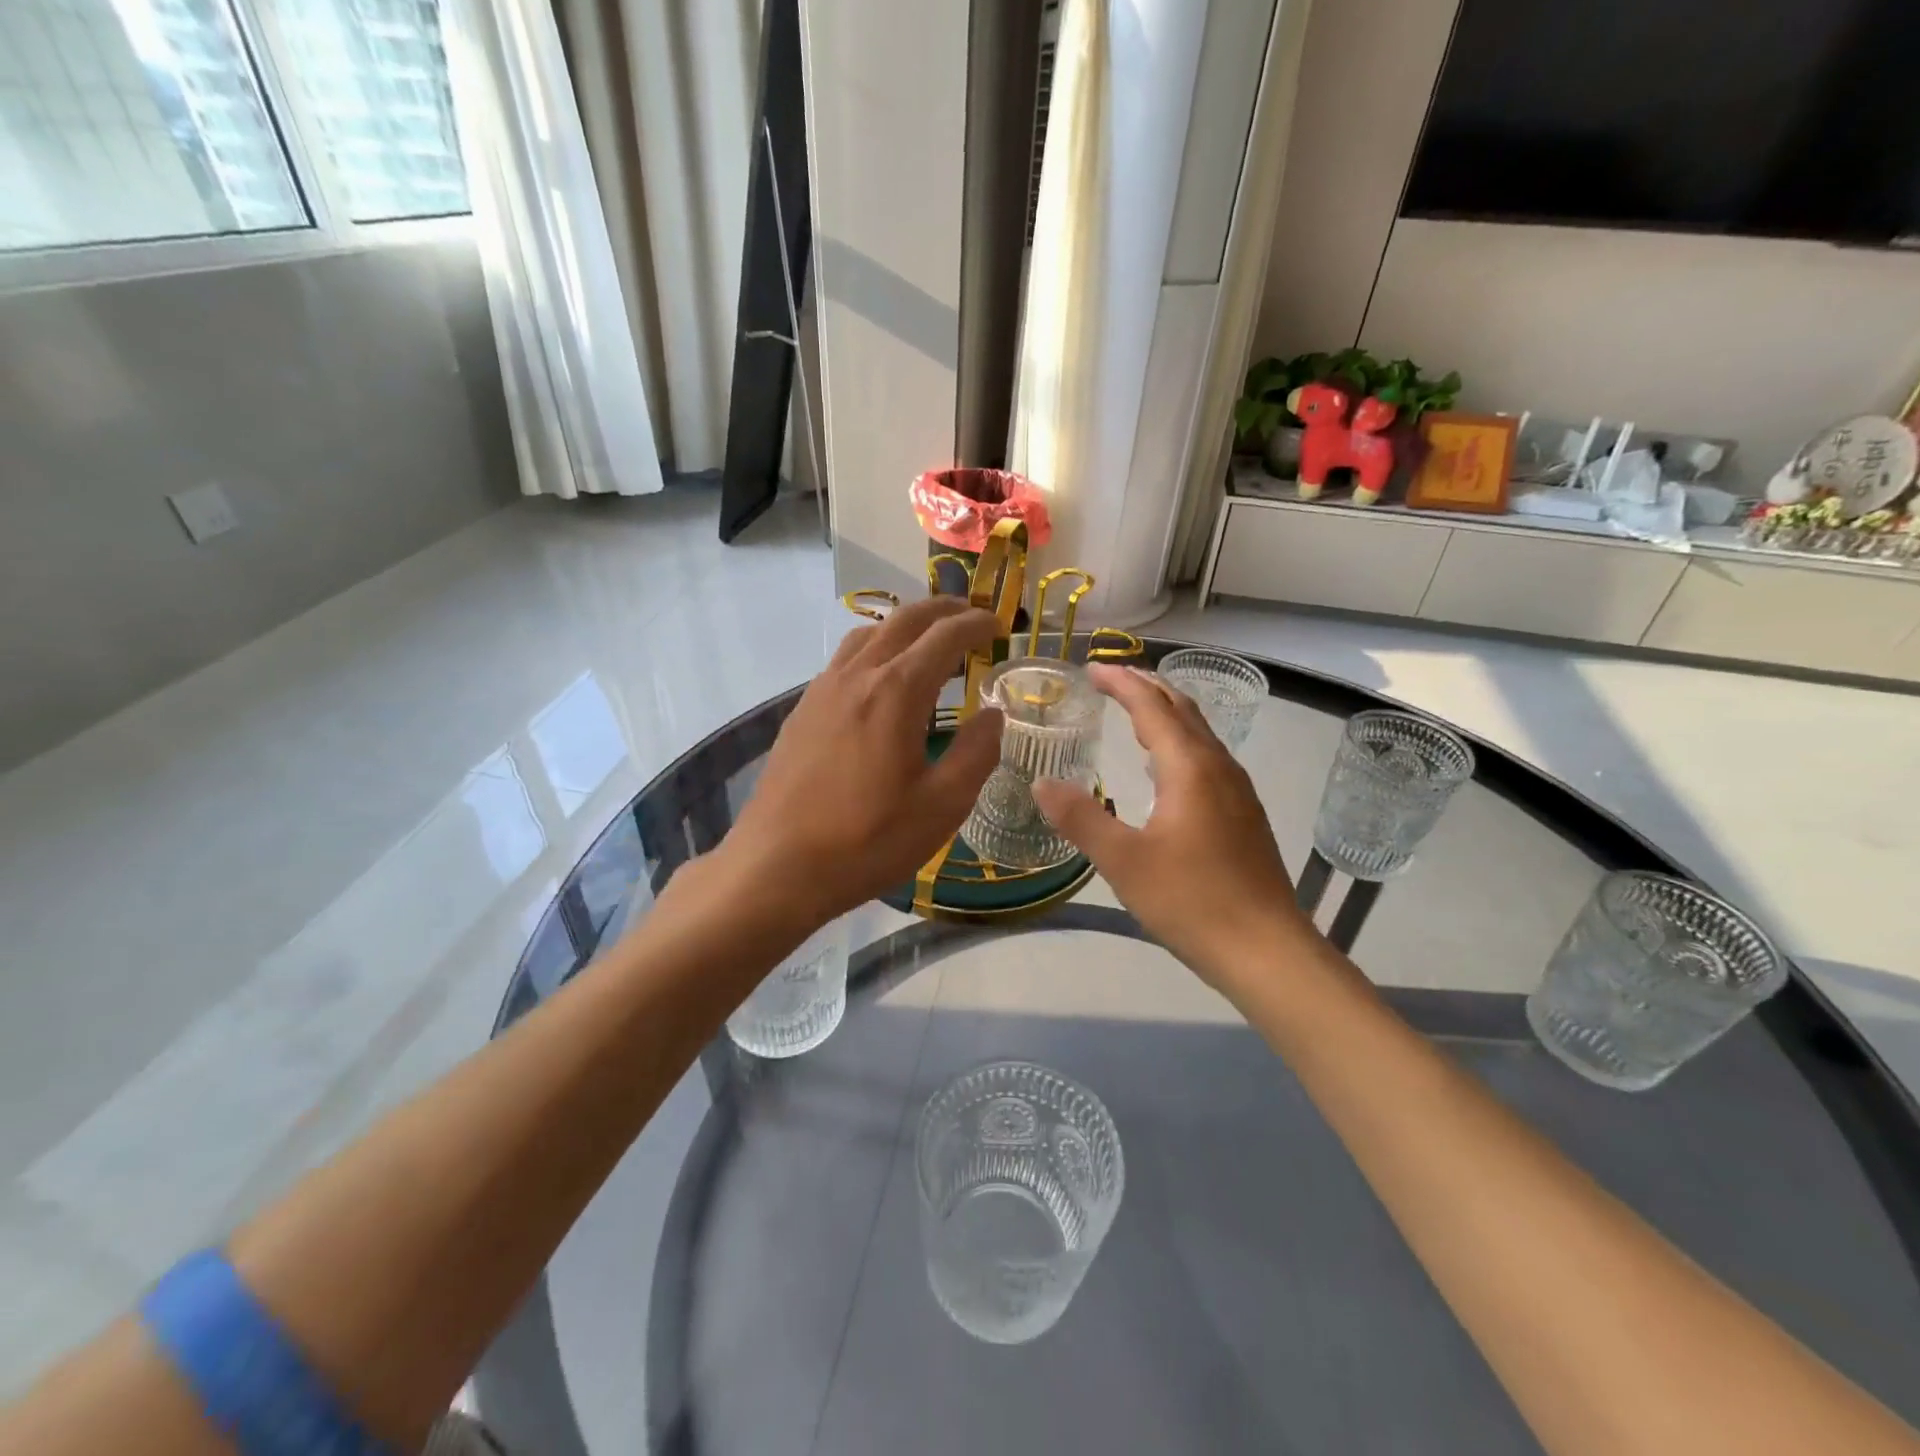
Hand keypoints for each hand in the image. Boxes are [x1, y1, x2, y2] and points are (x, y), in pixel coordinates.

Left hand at [720, 595, 1003, 931]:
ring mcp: (822, 689)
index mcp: (897, 691)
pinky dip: (875, 648)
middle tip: (970, 617)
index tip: (998, 625)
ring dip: (905, 626)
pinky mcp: (802, 710)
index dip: (975, 624)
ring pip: (868, 633)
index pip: (945, 637)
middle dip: (942, 610)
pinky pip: (845, 659)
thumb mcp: (942, 806)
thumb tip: (993, 716)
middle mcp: (858, 675)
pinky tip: (880, 679)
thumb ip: (976, 753)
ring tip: (928, 641)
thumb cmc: (868, 839)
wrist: (777, 865)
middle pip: (904, 620)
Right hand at [1031, 665, 1309, 986]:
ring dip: (1166, 714)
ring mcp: (1237, 792)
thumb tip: (1041, 783)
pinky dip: (1179, 743)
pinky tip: (1165, 768)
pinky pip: (1207, 759)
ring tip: (1134, 713)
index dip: (1122, 683)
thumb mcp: (1124, 861)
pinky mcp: (1243, 816)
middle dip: (1147, 688)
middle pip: (1183, 710)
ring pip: (1199, 734)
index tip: (1092, 669)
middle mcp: (1218, 768)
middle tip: (1111, 679)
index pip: (1153, 707)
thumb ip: (1081, 818)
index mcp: (1190, 768)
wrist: (1266, 951)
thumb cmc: (1192, 901)